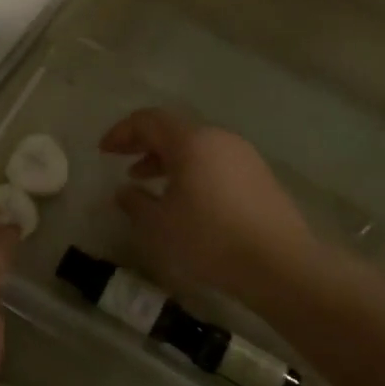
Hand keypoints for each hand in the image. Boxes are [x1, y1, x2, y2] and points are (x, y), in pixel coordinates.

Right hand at [100, 109, 318, 303]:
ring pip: (196, 148)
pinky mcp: (259, 177)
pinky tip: (184, 199)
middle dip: (144, 144)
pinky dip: (192, 171)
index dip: (122, 132)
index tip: (103, 151)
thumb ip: (135, 203)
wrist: (281, 265)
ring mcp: (244, 157)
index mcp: (191, 142)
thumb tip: (123, 191)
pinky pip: (215, 163)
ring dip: (167, 160)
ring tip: (147, 182)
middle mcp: (219, 139)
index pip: (149, 120)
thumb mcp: (159, 226)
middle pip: (174, 130)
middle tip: (121, 161)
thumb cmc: (210, 239)